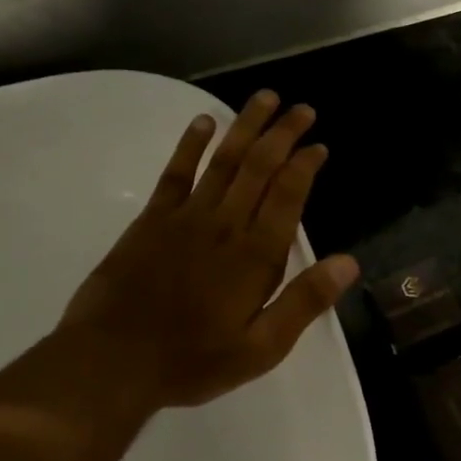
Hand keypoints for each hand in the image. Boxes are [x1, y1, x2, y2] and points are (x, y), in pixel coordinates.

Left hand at [57, 91, 360, 407]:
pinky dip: (190, 145)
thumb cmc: (193, 360)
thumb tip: (349, 263)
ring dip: (246, 127)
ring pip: (224, 160)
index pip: (288, 195)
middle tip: (302, 109)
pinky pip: (175, 173)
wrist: (111, 362)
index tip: (319, 145)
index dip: (305, 165)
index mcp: (256, 255)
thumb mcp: (261, 348)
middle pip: (260, 166)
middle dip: (283, 134)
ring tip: (265, 98)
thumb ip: (304, 302)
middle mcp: (225, 225)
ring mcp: (186, 217)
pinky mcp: (152, 220)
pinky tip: (203, 122)